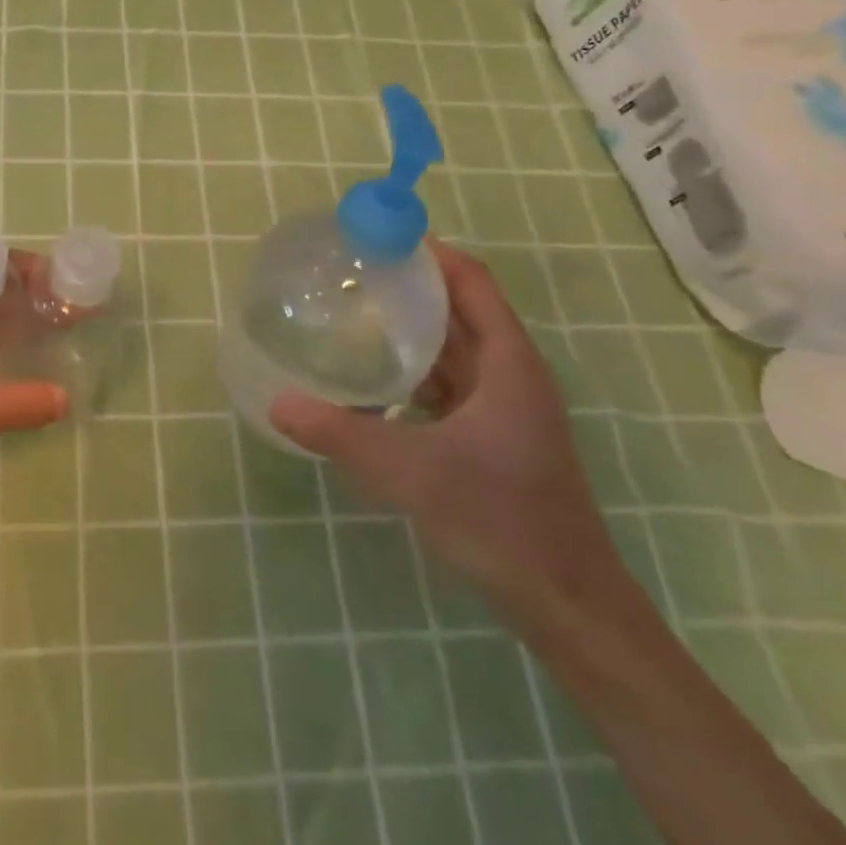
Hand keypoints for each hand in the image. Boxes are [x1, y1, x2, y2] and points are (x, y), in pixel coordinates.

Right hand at [270, 240, 628, 630]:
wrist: (568, 606)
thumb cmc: (501, 522)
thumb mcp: (411, 473)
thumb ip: (340, 435)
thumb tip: (277, 402)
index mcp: (507, 364)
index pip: (470, 280)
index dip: (429, 251)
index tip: (376, 237)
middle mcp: (509, 374)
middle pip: (460, 307)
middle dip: (409, 283)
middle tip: (349, 271)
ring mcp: (503, 407)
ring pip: (453, 347)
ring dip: (410, 326)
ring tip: (353, 312)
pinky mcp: (492, 436)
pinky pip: (447, 382)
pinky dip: (413, 368)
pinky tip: (372, 378)